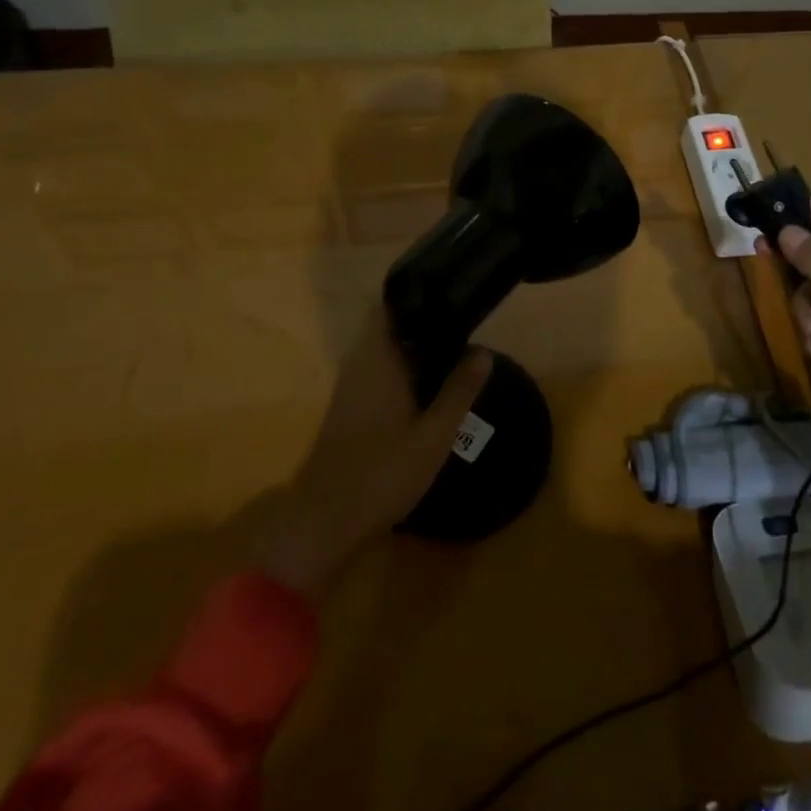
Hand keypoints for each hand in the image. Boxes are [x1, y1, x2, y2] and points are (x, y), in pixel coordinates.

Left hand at [251, 315, 491, 599]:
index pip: (389, 306)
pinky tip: (430, 383)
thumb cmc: (383, 473)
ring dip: (415, 347)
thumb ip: (460, 390)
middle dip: (424, 321)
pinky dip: (403, 368)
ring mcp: (350, 386)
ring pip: (384, 350)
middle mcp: (359, 364)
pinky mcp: (349, 407)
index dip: (416, 294)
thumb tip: (483, 351)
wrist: (327, 521)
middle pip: (389, 326)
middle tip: (464, 320)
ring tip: (456, 347)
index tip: (449, 289)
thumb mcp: (435, 434)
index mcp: (377, 360)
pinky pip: (379, 371)